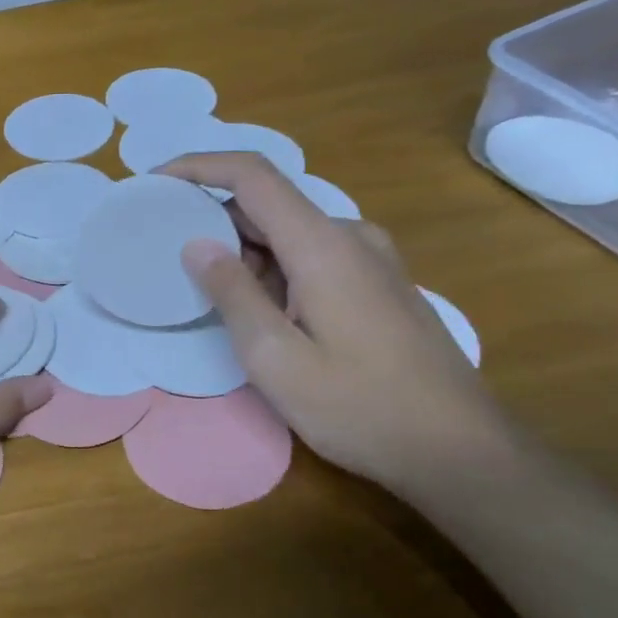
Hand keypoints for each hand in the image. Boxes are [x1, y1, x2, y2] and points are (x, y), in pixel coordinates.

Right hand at [161, 153, 513, 494]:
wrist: (461, 450)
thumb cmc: (360, 408)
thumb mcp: (276, 359)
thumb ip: (232, 294)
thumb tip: (196, 244)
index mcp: (322, 244)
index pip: (252, 175)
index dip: (198, 166)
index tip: (155, 181)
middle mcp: (350, 236)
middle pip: (268, 204)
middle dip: (214, 223)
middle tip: (171, 262)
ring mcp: (372, 258)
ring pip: (289, 235)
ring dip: (246, 255)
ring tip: (213, 302)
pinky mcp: (380, 283)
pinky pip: (313, 256)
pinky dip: (275, 270)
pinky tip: (264, 317)